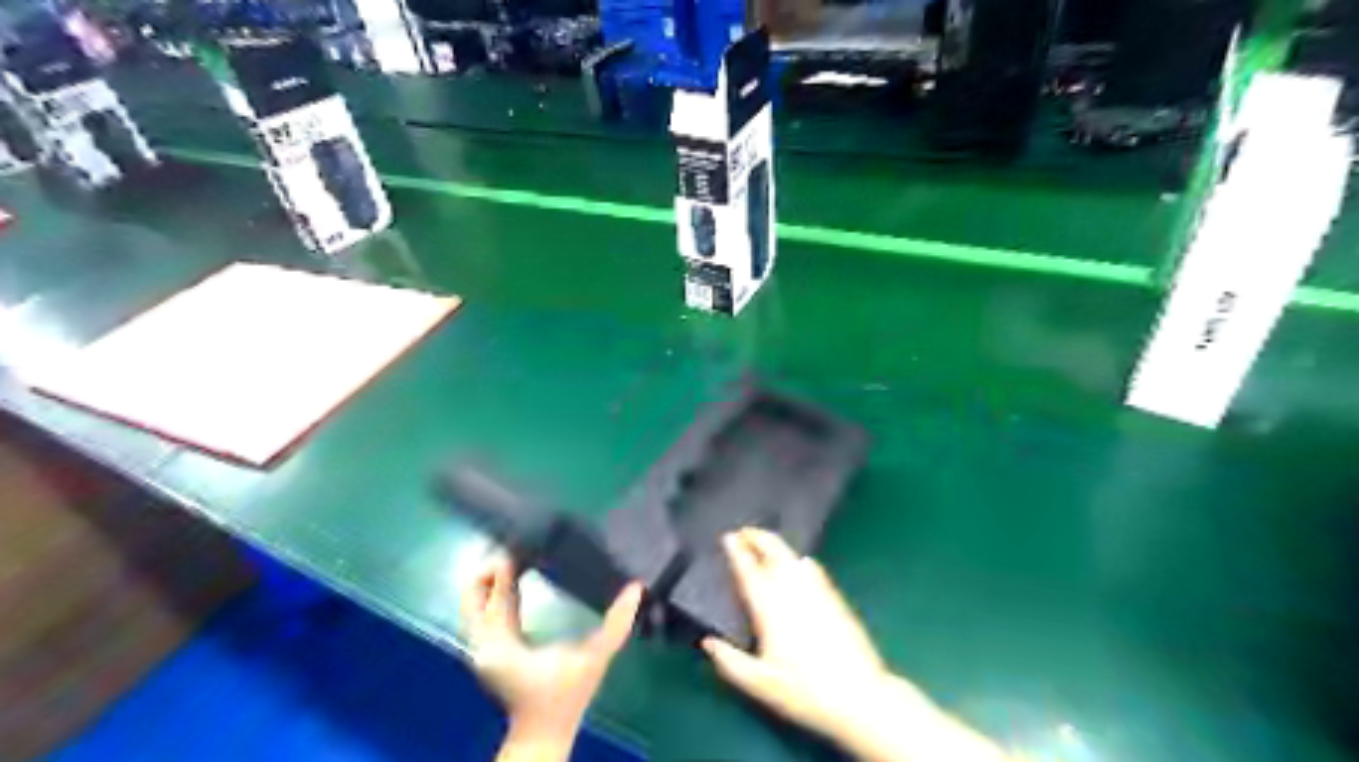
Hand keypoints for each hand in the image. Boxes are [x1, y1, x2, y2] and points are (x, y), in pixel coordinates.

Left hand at [461, 556, 642, 758]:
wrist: (544, 732)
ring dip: (492, 580)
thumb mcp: (595, 658)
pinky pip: (483, 613)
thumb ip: (616, 624)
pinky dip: (496, 593)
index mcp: (501, 644)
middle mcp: (482, 644)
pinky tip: (519, 582)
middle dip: (490, 569)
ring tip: (519, 559)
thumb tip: (636, 588)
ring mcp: (481, 648)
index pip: (497, 594)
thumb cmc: (567, 694)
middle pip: (471, 595)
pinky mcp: (488, 651)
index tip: (525, 543)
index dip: (507, 567)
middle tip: (518, 549)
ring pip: (473, 603)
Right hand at [700, 529, 1008, 761]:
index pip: (749, 570)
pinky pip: (814, 568)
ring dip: (777, 545)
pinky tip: (800, 564)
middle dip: (757, 536)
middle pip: (774, 551)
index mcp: (770, 607)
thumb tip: (707, 642)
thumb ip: (729, 662)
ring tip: (766, 543)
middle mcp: (793, 590)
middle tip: (744, 531)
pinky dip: (799, 559)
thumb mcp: (759, 684)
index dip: (737, 550)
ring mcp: (817, 591)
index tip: (727, 536)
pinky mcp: (835, 597)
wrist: (860, 696)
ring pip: (793, 556)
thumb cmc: (805, 691)